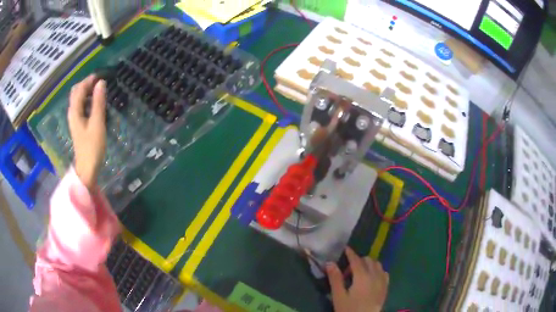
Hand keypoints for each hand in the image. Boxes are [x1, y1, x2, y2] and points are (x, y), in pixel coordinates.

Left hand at [68, 75, 106, 189]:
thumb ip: (98, 102)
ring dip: (86, 91)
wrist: (87, 168)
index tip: (101, 75)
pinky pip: (80, 106)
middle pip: (76, 92)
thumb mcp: (97, 123)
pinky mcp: (78, 125)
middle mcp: (72, 113)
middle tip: (99, 82)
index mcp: (75, 111)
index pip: (79, 89)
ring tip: (99, 89)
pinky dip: (87, 100)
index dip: (89, 80)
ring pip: (78, 99)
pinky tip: (94, 102)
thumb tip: (101, 83)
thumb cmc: (92, 147)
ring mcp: (74, 119)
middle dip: (86, 84)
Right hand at [326, 248, 388, 311]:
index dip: (350, 253)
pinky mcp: (386, 287)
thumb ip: (335, 279)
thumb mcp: (338, 296)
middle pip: (368, 260)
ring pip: (377, 264)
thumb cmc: (349, 309)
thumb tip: (330, 263)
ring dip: (369, 264)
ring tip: (360, 274)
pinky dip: (377, 271)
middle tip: (348, 271)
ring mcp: (382, 281)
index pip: (356, 260)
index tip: (345, 248)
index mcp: (362, 276)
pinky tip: (371, 278)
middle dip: (358, 261)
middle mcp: (375, 275)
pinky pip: (384, 273)